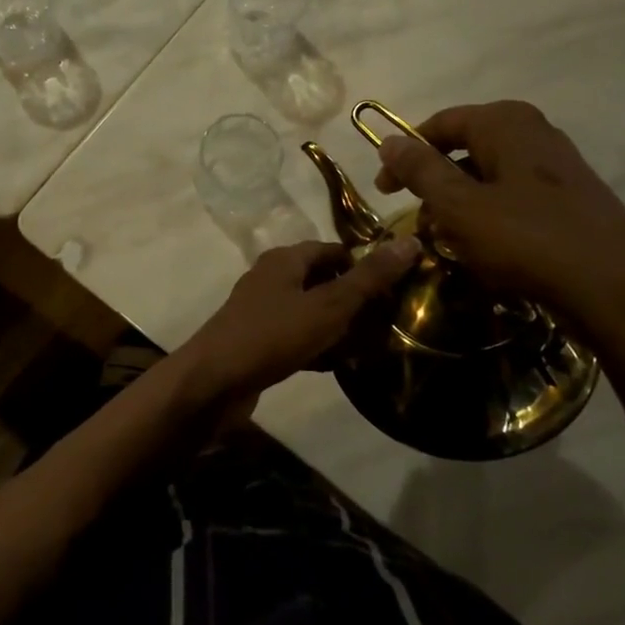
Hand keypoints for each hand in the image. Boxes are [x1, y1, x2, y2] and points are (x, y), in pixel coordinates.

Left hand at [175, 237, 420, 400]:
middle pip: (321, 280)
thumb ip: (369, 278)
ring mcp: (260, 311)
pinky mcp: (256, 342)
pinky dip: (316, 346)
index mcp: (285, 260)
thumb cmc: (273, 334)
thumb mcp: (329, 305)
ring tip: (369, 344)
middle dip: (353, 299)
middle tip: (386, 320)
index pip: (332, 250)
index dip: (363, 265)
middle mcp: (270, 278)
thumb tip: (410, 242)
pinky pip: (295, 337)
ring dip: (336, 325)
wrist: (214, 382)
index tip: (394, 288)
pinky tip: (336, 364)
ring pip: (309, 311)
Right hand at [373, 100, 624, 371]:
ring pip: (490, 178)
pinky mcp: (572, 200)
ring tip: (448, 243)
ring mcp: (558, 167)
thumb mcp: (460, 206)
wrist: (618, 291)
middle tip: (417, 222)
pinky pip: (516, 200)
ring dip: (461, 207)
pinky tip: (487, 253)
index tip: (384, 190)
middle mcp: (534, 133)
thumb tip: (388, 139)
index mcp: (505, 123)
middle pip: (465, 150)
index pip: (440, 124)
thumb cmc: (528, 240)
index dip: (405, 154)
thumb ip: (421, 170)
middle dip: (435, 185)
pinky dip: (491, 219)